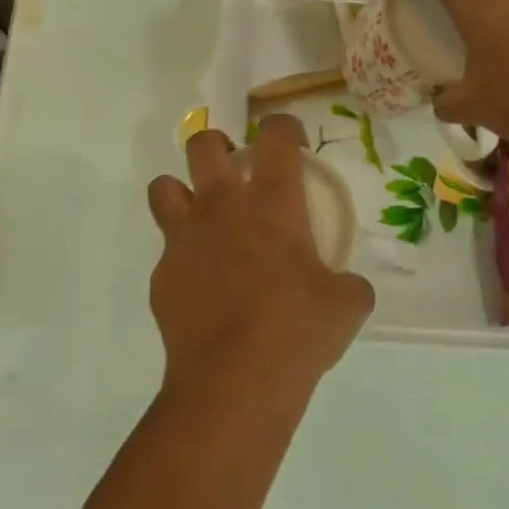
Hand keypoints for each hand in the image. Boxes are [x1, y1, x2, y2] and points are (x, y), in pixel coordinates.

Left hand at [147, 114, 374, 395]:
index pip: (275, 135)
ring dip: (182, 193)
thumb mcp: (347, 304)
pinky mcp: (161, 274)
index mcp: (271, 202)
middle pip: (203, 144)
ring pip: (163, 187)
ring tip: (202, 219)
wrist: (236, 380)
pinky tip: (202, 289)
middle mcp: (221, 207)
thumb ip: (347, 282)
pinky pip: (166, 252)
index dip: (284, 127)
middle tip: (235, 171)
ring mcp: (184, 238)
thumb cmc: (298, 331)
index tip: (291, 143)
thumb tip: (343, 285)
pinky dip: (183, 259)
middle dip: (218, 146)